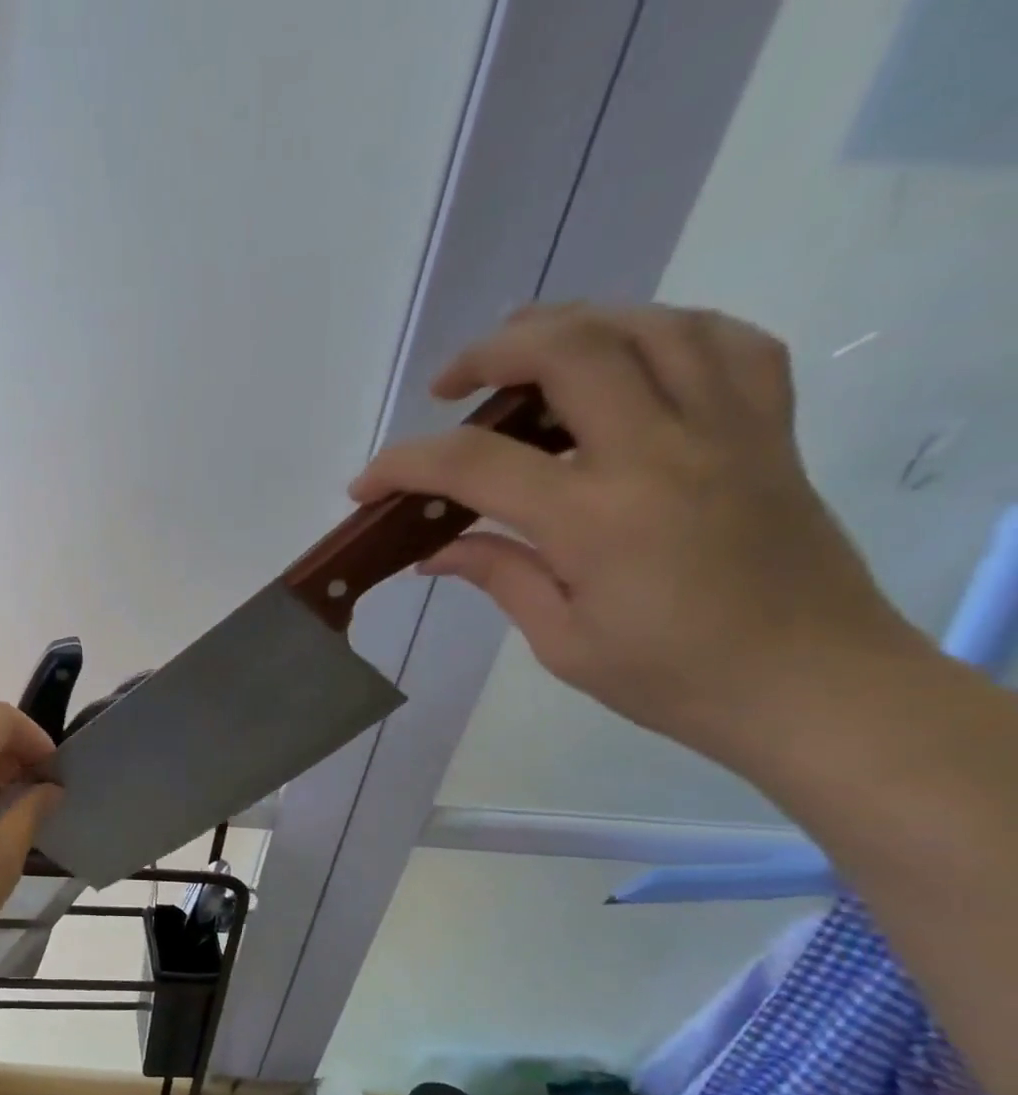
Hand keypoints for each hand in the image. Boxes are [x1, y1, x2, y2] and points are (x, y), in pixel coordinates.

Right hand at [352, 303, 922, 768]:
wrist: (812, 684)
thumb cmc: (673, 678)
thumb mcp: (562, 641)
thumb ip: (498, 575)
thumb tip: (435, 551)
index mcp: (595, 517)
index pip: (474, 464)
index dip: (403, 465)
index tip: (366, 486)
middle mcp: (660, 450)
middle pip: (568, 350)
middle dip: (489, 352)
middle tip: (450, 386)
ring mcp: (726, 428)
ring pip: (647, 326)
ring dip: (572, 326)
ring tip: (527, 354)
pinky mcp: (768, 429)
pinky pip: (723, 343)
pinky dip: (664, 333)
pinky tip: (628, 358)